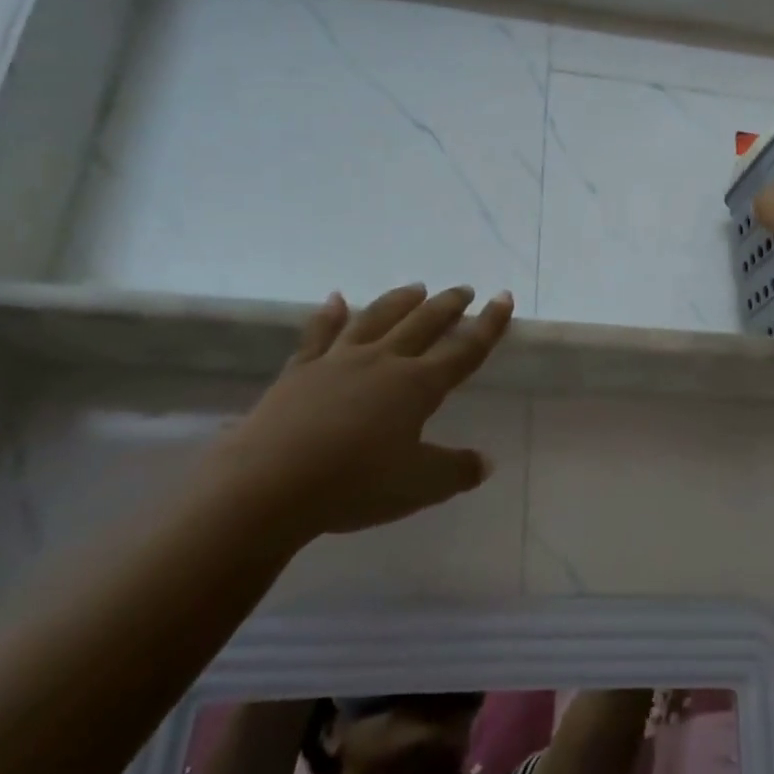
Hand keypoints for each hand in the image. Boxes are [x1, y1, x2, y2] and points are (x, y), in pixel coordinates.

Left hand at [211, 284, 514, 537]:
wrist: (269, 485)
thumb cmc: (355, 484)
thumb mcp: (419, 486)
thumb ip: (456, 470)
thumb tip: (486, 462)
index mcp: (417, 386)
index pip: (464, 349)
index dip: (488, 325)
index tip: (503, 297)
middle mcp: (383, 362)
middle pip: (422, 324)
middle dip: (447, 305)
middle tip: (463, 290)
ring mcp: (338, 361)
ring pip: (375, 318)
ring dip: (398, 301)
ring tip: (415, 288)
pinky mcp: (300, 371)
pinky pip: (319, 334)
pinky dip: (329, 314)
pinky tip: (335, 299)